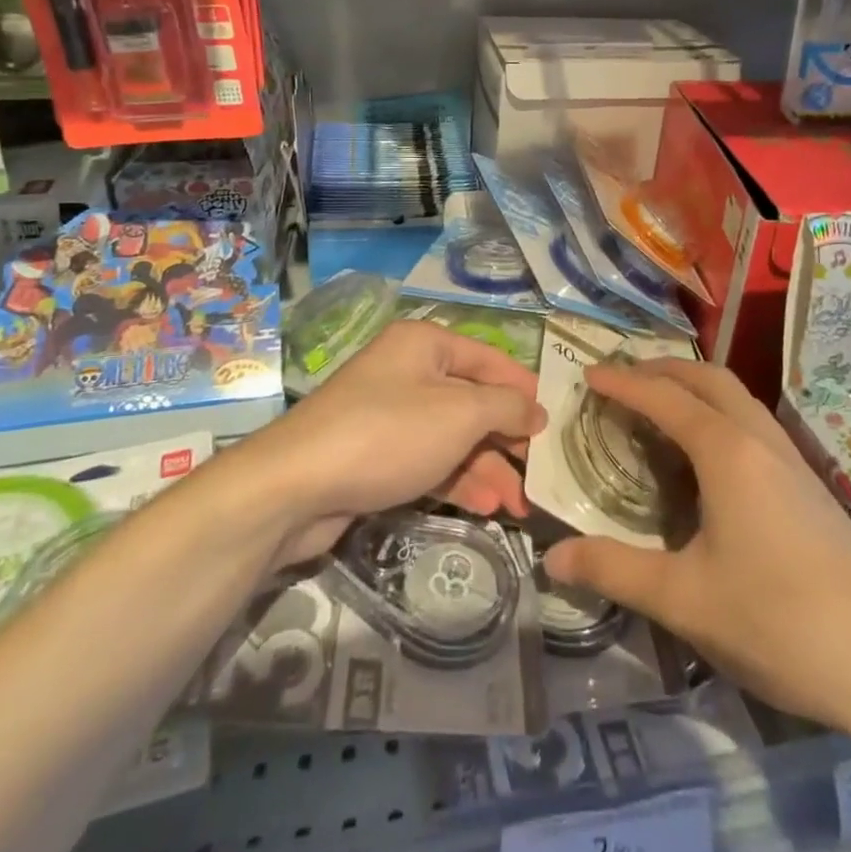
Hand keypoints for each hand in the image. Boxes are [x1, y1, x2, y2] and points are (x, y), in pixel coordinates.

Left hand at [246, 320, 544, 565]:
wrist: (296, 486)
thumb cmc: (389, 434)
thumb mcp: (459, 414)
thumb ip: (506, 408)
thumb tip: (536, 410)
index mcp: (425, 344)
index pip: (488, 359)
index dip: (523, 388)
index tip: (554, 421)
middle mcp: (407, 372)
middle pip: (471, 401)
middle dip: (506, 439)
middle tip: (539, 475)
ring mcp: (389, 415)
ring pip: (452, 436)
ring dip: (486, 467)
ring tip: (518, 506)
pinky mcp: (376, 455)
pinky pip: (428, 461)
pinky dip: (457, 480)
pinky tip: (485, 507)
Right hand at [543, 359, 850, 752]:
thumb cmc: (780, 622)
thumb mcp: (685, 600)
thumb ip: (615, 571)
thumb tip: (551, 558)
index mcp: (727, 452)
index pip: (664, 399)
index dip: (623, 383)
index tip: (589, 375)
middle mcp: (760, 441)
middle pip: (708, 379)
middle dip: (662, 371)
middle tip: (623, 381)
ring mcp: (793, 461)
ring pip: (738, 398)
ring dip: (695, 389)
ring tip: (661, 410)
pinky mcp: (813, 487)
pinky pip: (754, 424)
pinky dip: (719, 414)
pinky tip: (711, 459)